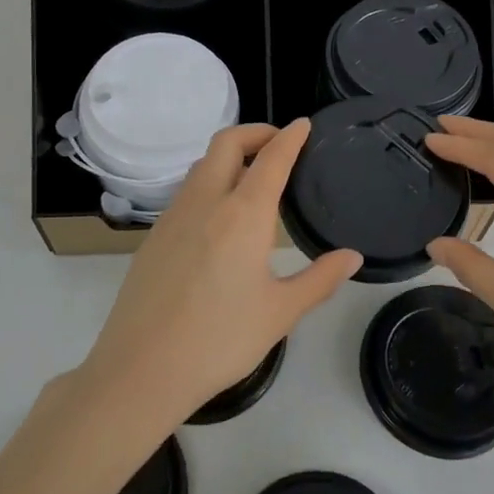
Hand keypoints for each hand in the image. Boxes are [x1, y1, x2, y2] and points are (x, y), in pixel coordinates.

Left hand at [78, 120, 362, 431]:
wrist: (141, 368)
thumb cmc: (220, 340)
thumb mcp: (280, 312)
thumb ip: (319, 279)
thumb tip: (352, 257)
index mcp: (243, 214)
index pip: (271, 159)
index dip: (290, 137)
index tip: (303, 125)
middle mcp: (205, 202)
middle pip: (226, 143)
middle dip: (255, 132)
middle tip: (279, 144)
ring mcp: (173, 216)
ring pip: (201, 165)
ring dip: (229, 156)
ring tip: (253, 177)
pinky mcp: (154, 236)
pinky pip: (186, 192)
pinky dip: (209, 182)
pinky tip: (220, 217)